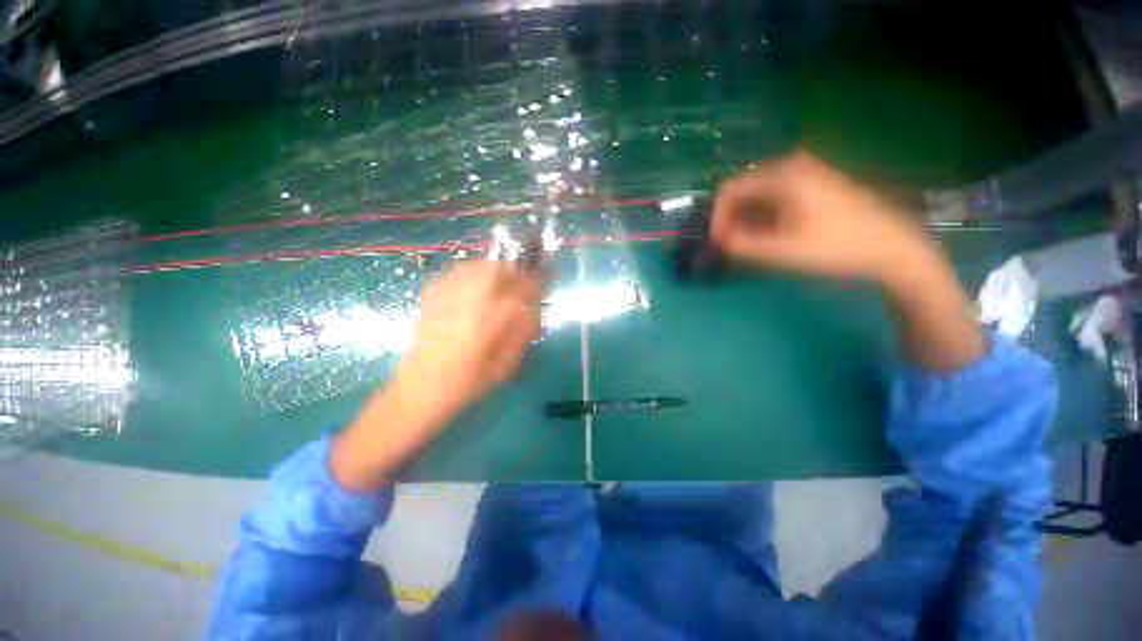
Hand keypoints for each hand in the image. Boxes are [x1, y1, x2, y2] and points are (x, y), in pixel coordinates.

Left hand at [331, 262, 543, 490]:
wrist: (418, 392)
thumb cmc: (466, 385)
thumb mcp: (503, 367)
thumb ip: (521, 335)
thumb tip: (534, 310)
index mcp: (488, 323)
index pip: (519, 291)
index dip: (535, 280)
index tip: (546, 276)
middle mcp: (467, 304)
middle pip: (495, 269)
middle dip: (514, 268)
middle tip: (523, 276)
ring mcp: (446, 299)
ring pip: (474, 267)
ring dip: (493, 268)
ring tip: (502, 278)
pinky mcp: (430, 300)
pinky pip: (454, 274)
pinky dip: (470, 273)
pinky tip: (475, 284)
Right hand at [712, 151, 984, 372]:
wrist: (893, 248)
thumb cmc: (836, 248)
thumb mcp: (781, 251)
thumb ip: (741, 245)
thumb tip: (719, 240)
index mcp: (783, 174)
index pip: (729, 189)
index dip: (717, 217)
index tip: (719, 243)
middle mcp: (792, 164)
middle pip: (743, 189)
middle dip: (731, 218)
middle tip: (732, 246)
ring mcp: (808, 171)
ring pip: (759, 193)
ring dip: (748, 218)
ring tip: (750, 244)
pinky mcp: (817, 182)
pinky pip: (777, 194)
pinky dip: (765, 214)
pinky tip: (771, 234)